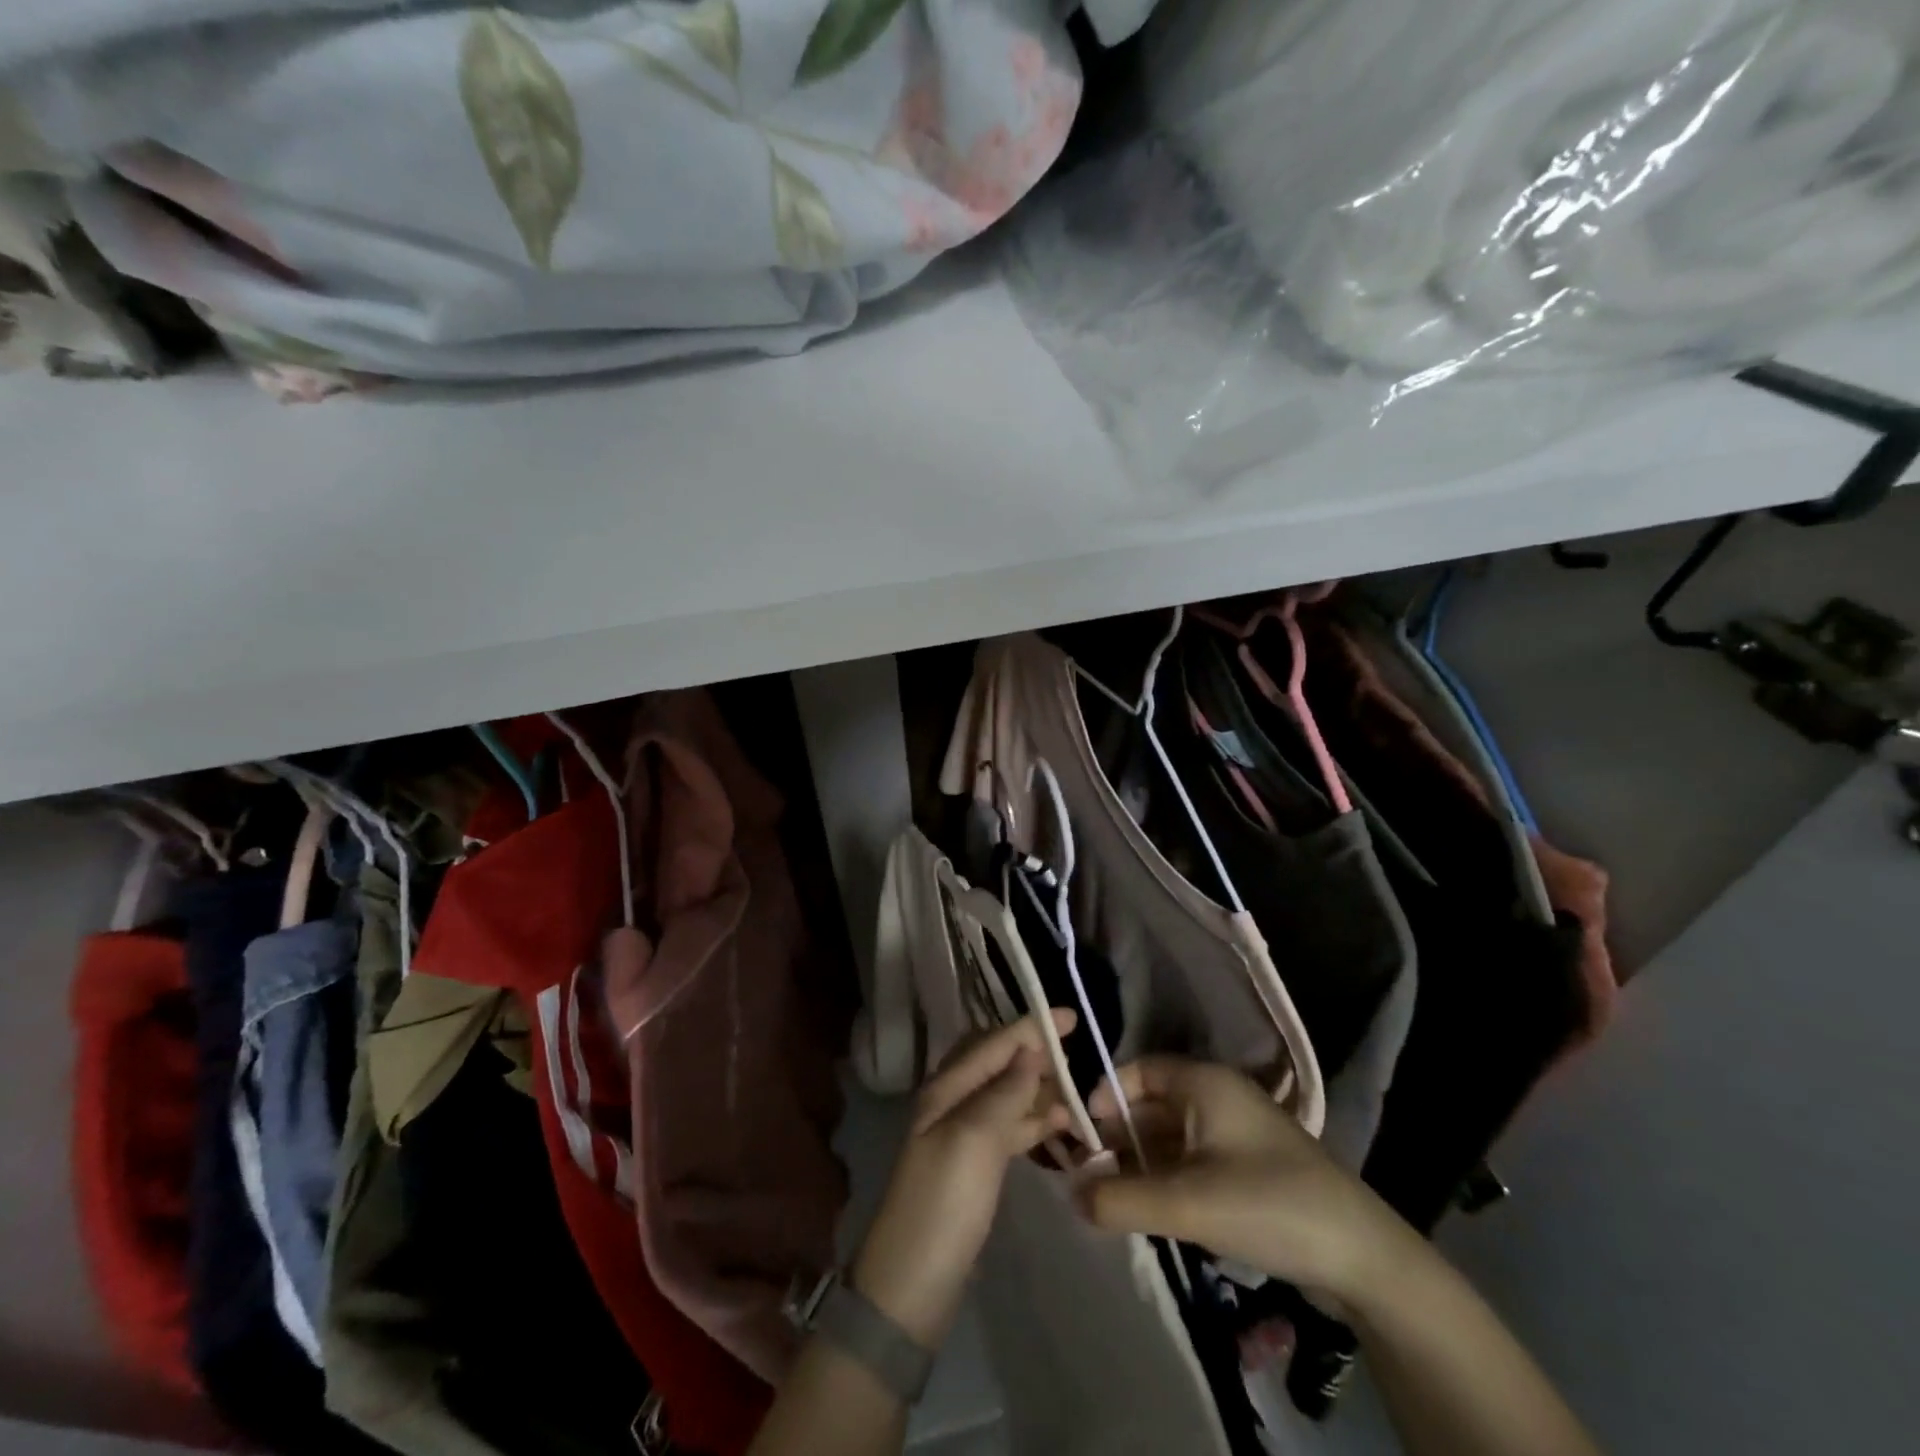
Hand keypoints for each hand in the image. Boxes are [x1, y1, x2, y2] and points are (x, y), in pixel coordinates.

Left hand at [850, 1011, 1077, 1347]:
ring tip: (1079, 1088)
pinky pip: (1011, 1128)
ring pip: (1008, 1095)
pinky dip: (1036, 1121)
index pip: (992, 1044)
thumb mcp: (974, 1141)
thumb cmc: (942, 1204)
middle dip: (1034, 1052)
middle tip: (1076, 1051)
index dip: (1029, 1027)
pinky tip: (1062, 1124)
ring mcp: (964, 1136)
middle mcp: (953, 1103)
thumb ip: (1003, 1093)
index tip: (1070, 1016)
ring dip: (1040, 1087)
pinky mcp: (977, 1166)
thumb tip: (1030, 1050)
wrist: (912, 1285)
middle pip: (999, 1064)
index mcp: (945, 1089)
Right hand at [1078, 1057, 1428, 1314]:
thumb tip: (1070, 1193)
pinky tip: (1153, 1211)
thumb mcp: (1187, 1204)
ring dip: (1142, 1163)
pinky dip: (1168, 1179)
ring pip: (1173, 1137)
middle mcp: (1219, 1097)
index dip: (1106, 1097)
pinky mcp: (1250, 1169)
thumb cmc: (1269, 1205)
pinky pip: (1194, 1161)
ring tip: (1113, 1199)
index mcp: (1205, 1083)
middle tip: (1088, 1176)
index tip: (1080, 1134)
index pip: (1139, 1071)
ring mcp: (1237, 1133)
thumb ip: (1121, 1198)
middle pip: (1153, 1105)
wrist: (1364, 1258)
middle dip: (1119, 1138)